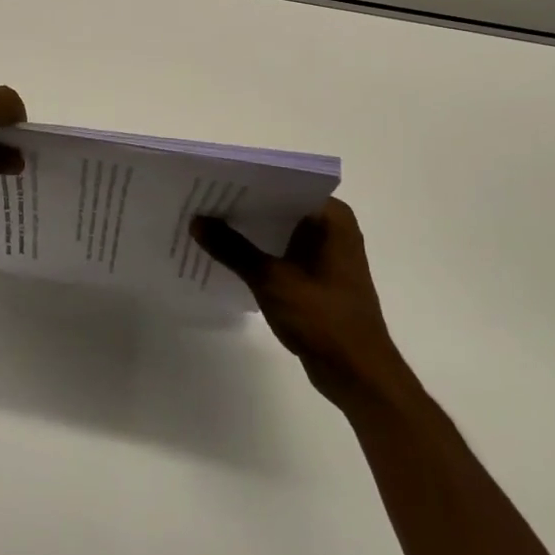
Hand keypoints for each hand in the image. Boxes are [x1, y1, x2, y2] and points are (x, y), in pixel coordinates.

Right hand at [192, 200, 400, 399]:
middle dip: (242, 206)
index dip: (246, 182)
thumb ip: (232, 248)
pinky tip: (225, 254)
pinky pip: (282, 252)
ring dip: (248, 231)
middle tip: (200, 200)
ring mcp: (326, 253)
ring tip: (205, 223)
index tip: (211, 180)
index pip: (282, 184)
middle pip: (278, 206)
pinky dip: (258, 252)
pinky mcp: (318, 276)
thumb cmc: (322, 318)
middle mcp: (332, 227)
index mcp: (331, 216)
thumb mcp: (270, 279)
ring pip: (278, 230)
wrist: (358, 374)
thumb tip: (196, 221)